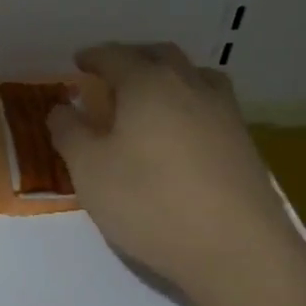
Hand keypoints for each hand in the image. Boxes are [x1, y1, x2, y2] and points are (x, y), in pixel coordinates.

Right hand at [49, 43, 305, 305]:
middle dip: (132, 58)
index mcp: (147, 84)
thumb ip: (69, 132)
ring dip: (168, 76)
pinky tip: (180, 132)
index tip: (78, 62)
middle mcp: (189, 86)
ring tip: (150, 97)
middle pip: (159, 55)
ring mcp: (223, 112)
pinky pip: (211, 104)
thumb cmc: (149, 202)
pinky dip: (189, 103)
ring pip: (194, 75)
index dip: (93, 57)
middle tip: (111, 75)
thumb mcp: (89, 170)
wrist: (236, 250)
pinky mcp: (244, 142)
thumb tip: (62, 108)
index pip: (115, 56)